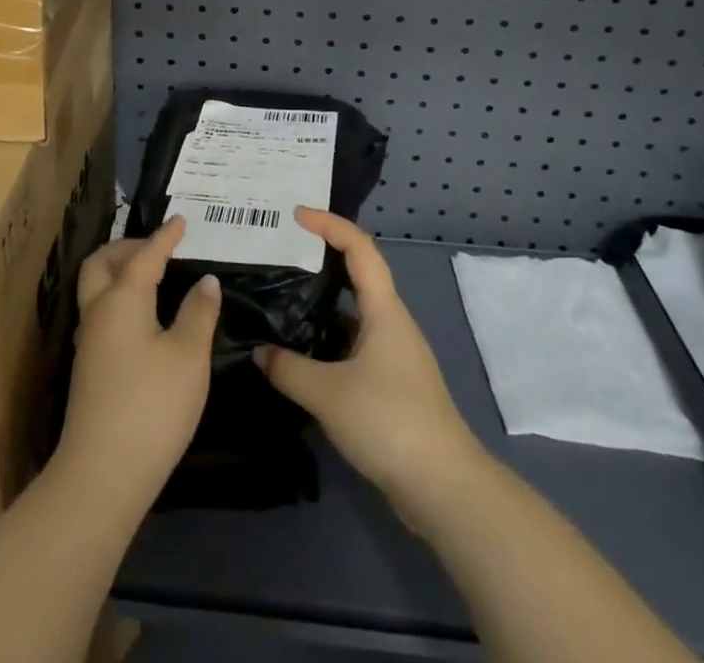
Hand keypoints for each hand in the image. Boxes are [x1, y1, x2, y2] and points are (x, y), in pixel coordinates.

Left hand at [54, 216, 219, 511]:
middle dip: (127, 246)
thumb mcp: (189, 356)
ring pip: (96, 287)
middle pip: (102, 263)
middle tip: (158, 246)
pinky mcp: (89, 367)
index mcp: (122, 299)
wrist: (102, 474)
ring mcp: (89, 341)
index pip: (146, 256)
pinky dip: (120, 296)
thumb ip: (199, 313)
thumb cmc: (152, 406)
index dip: (165, 236)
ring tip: (153, 274)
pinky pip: (102, 311)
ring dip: (120, 271)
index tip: (181, 220)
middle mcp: (99, 311)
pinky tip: (145, 315)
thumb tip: (206, 281)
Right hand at [255, 209, 484, 515]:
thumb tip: (259, 353)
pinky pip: (353, 344)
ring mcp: (393, 354)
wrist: (444, 488)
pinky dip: (327, 338)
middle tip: (283, 251)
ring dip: (323, 301)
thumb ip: (288, 369)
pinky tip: (301, 352)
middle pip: (358, 274)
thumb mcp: (328, 393)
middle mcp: (391, 323)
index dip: (329, 223)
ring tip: (282, 297)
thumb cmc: (389, 422)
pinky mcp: (390, 384)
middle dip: (323, 256)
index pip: (358, 248)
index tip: (295, 214)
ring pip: (354, 313)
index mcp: (384, 310)